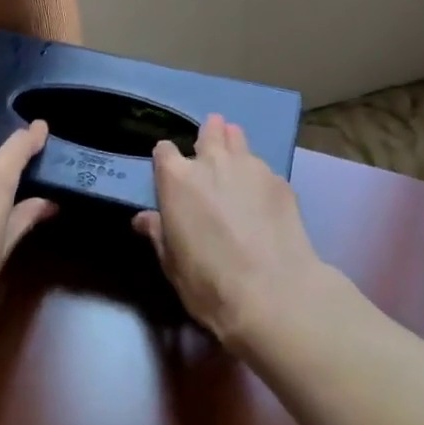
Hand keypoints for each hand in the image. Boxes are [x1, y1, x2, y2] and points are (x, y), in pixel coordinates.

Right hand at [133, 114, 325, 347]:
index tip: (171, 176)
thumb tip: (144, 219)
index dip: (167, 161)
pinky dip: (259, 178)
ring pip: (239, 139)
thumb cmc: (209, 282)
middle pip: (209, 130)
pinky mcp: (280, 180)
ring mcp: (250, 167)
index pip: (164, 150)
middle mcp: (212, 162)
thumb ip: (159, 233)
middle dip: (209, 136)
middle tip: (211, 154)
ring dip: (234, 146)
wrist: (274, 294)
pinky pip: (263, 168)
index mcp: (177, 179)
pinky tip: (264, 201)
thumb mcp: (172, 264)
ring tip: (237, 167)